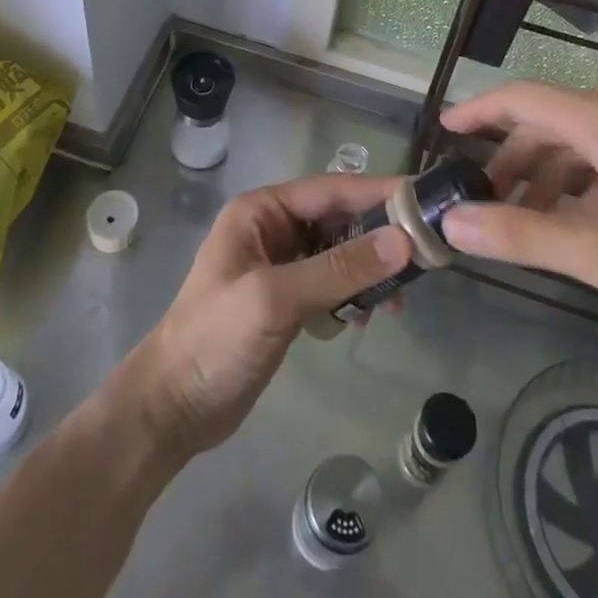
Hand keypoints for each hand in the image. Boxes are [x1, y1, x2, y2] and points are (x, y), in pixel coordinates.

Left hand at [117, 175, 411, 456]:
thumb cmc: (216, 339)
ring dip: (368, 271)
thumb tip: (402, 241)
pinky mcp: (287, 300)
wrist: (173, 408)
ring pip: (339, 253)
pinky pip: (331, 283)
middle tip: (424, 257)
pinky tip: (363, 319)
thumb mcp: (276, 298)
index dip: (376, 193)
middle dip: (377, 236)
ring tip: (396, 302)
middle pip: (338, 219)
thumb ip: (338, 269)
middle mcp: (273, 229)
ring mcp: (280, 265)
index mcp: (262, 211)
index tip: (422, 199)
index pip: (330, 190)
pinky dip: (352, 296)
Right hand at [439, 82, 597, 329]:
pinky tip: (582, 217)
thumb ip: (519, 235)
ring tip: (531, 216)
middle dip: (512, 157)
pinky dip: (583, 176)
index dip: (477, 111)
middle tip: (487, 197)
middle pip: (549, 120)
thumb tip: (452, 224)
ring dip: (548, 171)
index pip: (520, 98)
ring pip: (581, 137)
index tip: (445, 130)